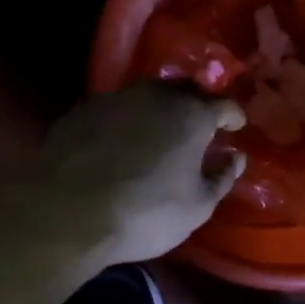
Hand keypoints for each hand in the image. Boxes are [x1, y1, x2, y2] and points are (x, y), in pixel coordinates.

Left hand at [0, 85, 246, 268]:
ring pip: (146, 95)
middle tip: (199, 126)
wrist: (67, 213)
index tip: (236, 126)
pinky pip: (115, 109)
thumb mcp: (198, 206)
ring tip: (159, 132)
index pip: (224, 104)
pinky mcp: (81, 111)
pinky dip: (125, 121)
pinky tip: (120, 142)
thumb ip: (222, 177)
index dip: (233, 116)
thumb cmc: (146, 213)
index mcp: (191, 115)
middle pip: (184, 90)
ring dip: (159, 109)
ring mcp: (114, 99)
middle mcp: (155, 96)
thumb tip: (235, 157)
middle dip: (197, 104)